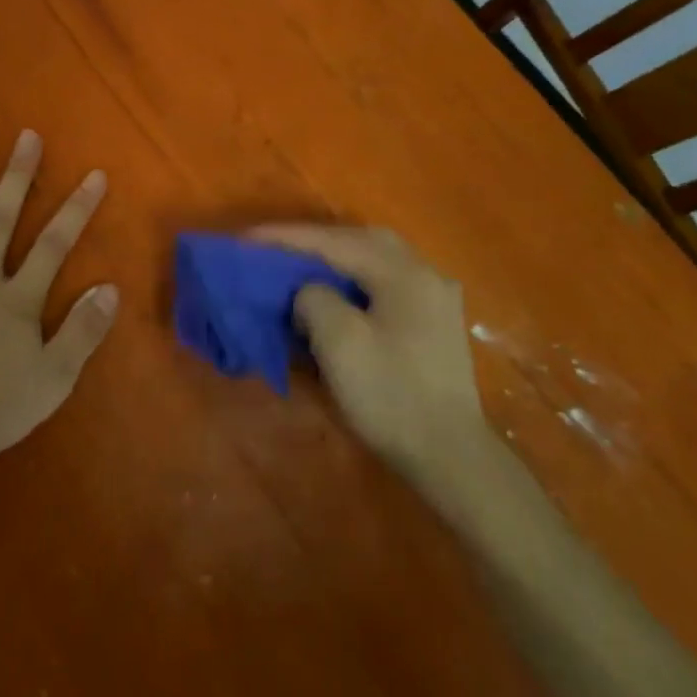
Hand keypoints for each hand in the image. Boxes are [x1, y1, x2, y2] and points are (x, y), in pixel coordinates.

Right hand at [250, 224, 491, 498]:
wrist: (450, 458)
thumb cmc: (391, 395)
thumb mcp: (339, 341)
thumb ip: (313, 298)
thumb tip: (308, 293)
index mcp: (403, 273)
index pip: (333, 242)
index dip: (285, 238)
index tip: (246, 239)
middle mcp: (424, 274)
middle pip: (360, 240)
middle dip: (315, 241)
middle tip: (276, 249)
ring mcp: (433, 299)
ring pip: (375, 260)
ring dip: (335, 259)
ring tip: (300, 267)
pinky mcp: (432, 324)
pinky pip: (384, 284)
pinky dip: (354, 280)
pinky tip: (336, 293)